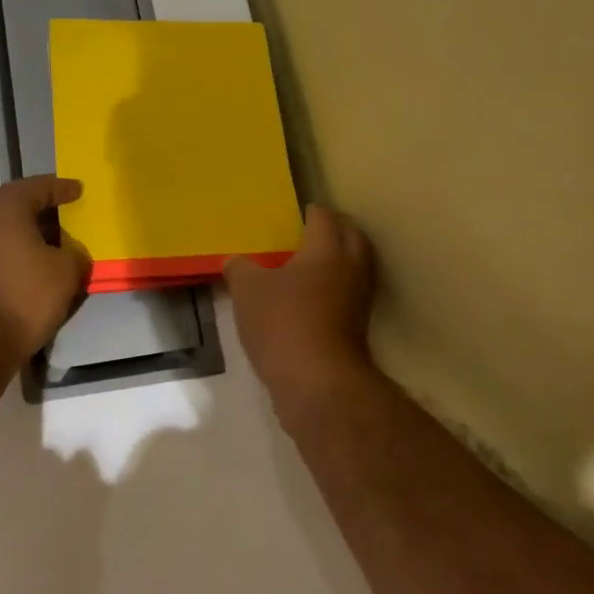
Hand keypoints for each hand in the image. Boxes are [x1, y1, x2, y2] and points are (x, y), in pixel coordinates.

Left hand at [0, 176, 88, 363]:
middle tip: (66, 214)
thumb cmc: (25, 295)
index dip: (61, 188)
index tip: (79, 190)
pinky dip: (15, 251)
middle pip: (15, 204)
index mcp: (4, 208)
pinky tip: (33, 265)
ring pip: (2, 228)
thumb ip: (75, 254)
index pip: (37, 186)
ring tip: (53, 243)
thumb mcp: (67, 271)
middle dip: (42, 208)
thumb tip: (70, 254)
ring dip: (27, 232)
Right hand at [225, 205, 378, 411]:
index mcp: (327, 250)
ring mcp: (358, 301)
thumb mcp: (247, 291)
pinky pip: (347, 297)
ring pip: (355, 268)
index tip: (300, 211)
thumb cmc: (283, 323)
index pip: (324, 218)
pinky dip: (334, 291)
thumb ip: (240, 269)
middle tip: (313, 231)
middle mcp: (350, 269)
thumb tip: (235, 261)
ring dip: (339, 261)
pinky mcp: (356, 330)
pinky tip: (309, 300)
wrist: (316, 382)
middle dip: (336, 230)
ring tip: (310, 264)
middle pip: (352, 237)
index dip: (311, 212)